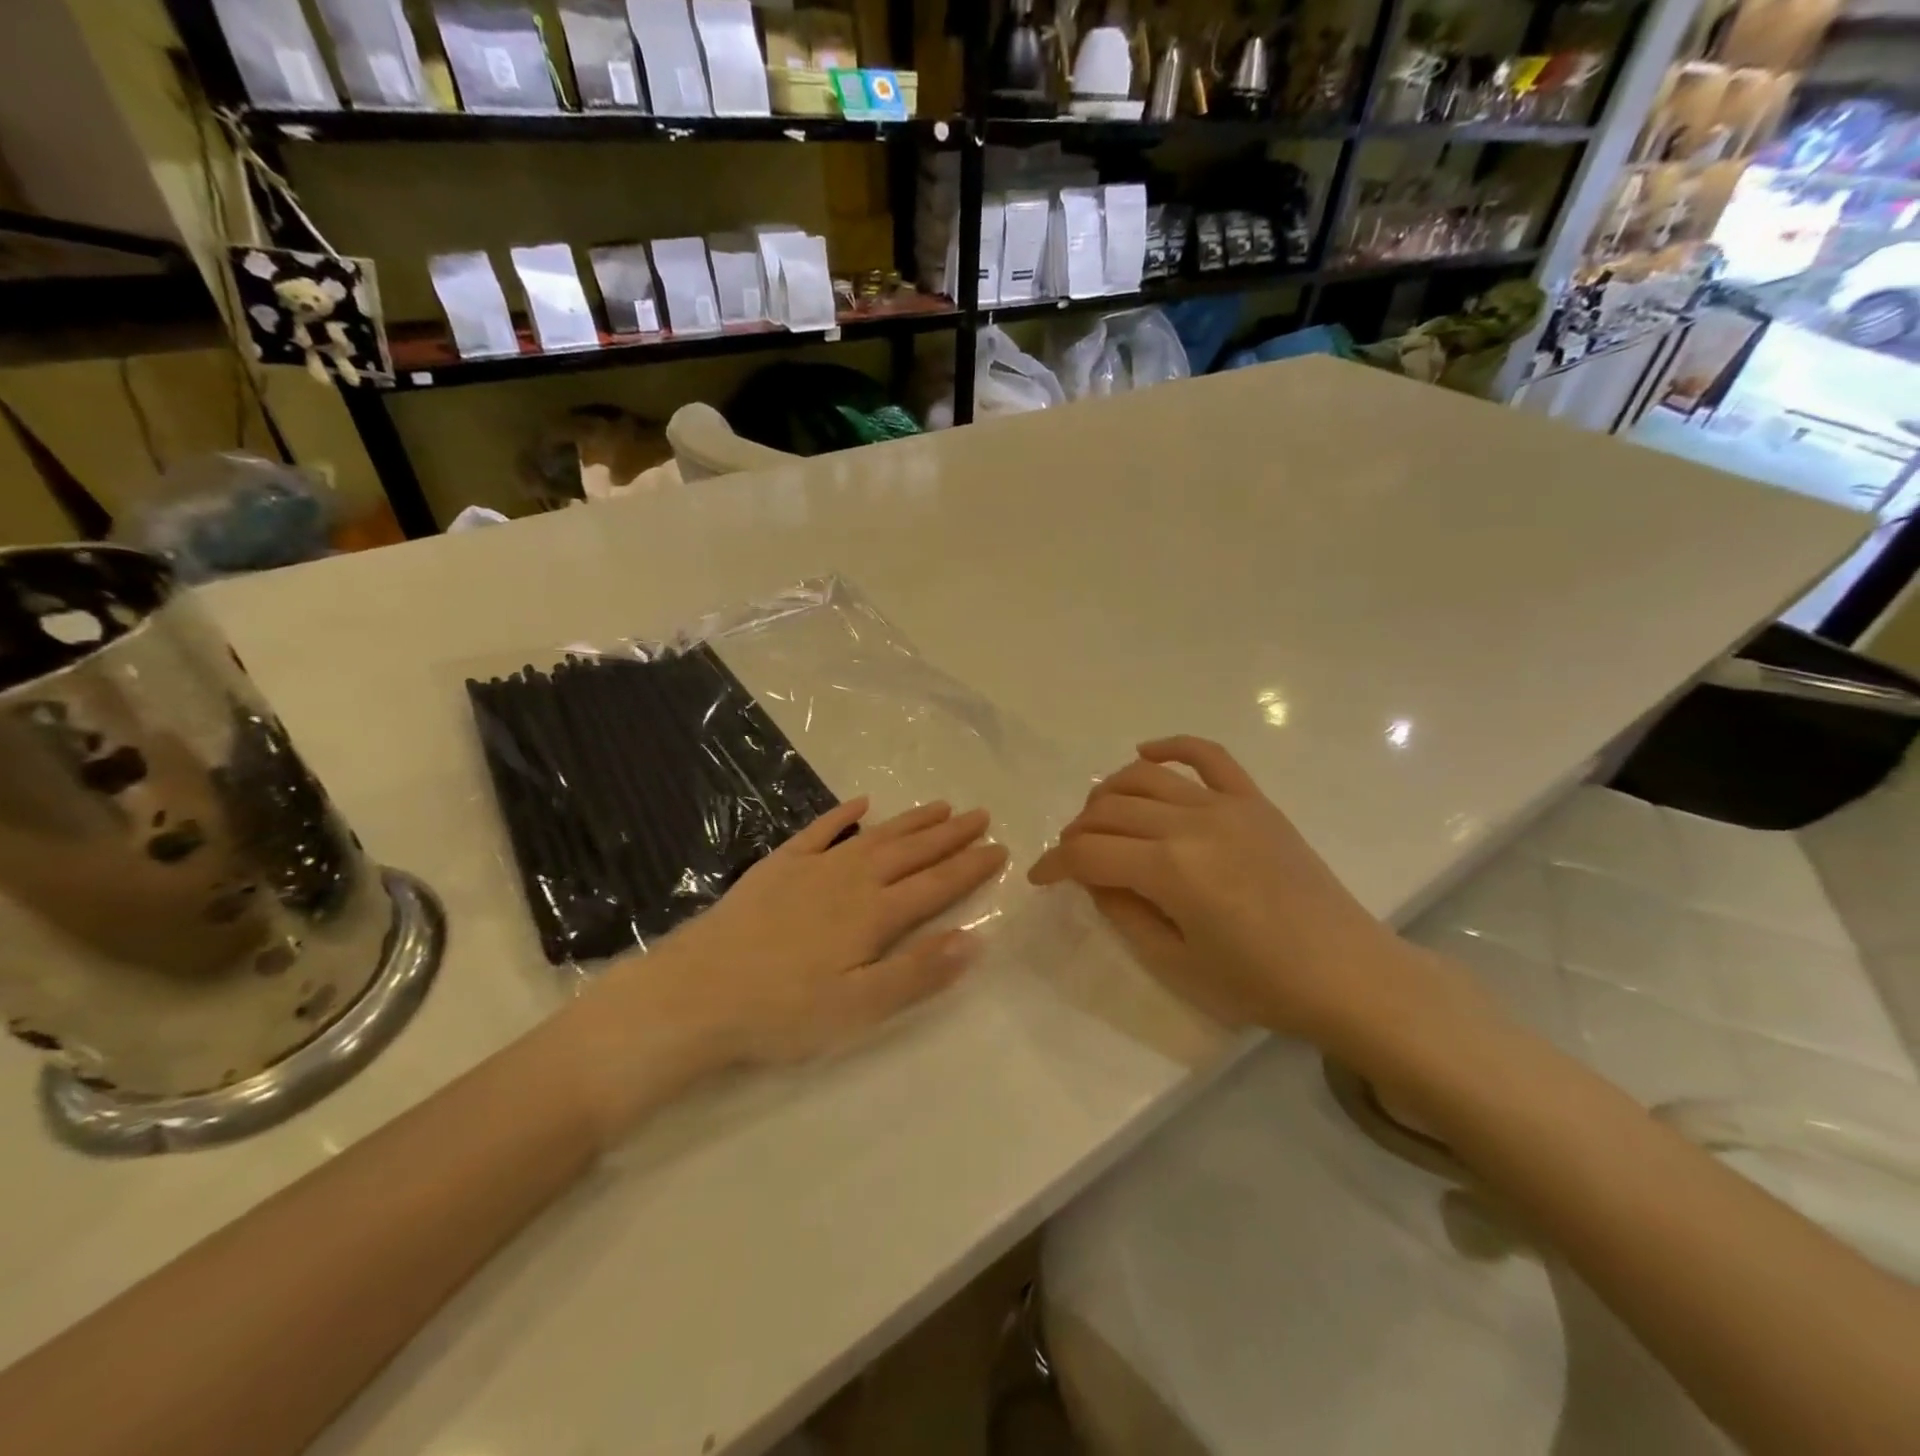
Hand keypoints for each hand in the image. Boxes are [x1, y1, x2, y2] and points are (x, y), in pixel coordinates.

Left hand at [576, 797, 1005, 1112]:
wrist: (698, 992)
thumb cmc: (783, 1011)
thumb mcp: (859, 1008)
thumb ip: (917, 973)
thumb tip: (973, 940)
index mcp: (875, 915)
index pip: (936, 885)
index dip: (970, 867)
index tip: (999, 848)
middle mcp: (852, 880)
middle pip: (912, 852)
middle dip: (950, 835)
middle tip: (981, 815)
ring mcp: (813, 868)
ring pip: (875, 836)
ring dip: (910, 821)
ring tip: (941, 806)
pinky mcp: (778, 866)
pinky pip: (819, 830)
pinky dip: (843, 815)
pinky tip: (861, 803)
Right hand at [1029, 736, 1427, 1044]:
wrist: (1349, 974)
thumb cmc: (1260, 984)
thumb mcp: (1176, 962)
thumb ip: (1123, 912)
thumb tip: (1094, 878)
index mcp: (1169, 870)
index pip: (1088, 853)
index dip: (1054, 864)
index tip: (1040, 879)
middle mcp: (1191, 824)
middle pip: (1109, 811)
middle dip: (1076, 832)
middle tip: (1072, 857)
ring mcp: (1226, 805)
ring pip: (1145, 778)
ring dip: (1108, 792)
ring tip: (1098, 817)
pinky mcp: (1254, 800)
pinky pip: (1208, 755)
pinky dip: (1171, 747)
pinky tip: (1145, 753)